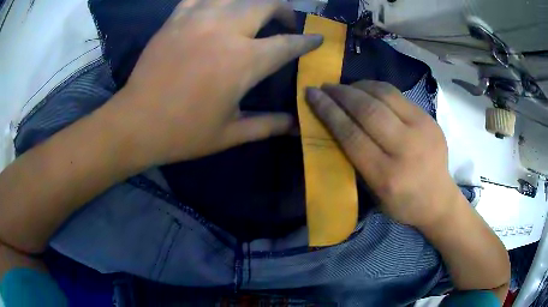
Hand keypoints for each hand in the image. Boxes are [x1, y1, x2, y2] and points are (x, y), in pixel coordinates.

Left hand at [114, 0, 322, 164]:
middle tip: (285, 21)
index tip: (317, 39)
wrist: (136, 123)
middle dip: (284, 9)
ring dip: (254, 0)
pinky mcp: (175, 19)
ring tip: (257, 10)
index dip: (307, 41)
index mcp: (244, 62)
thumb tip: (296, 126)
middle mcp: (225, 31)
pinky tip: (220, 6)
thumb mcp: (230, 133)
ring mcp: (198, 20)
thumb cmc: (183, 133)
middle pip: (266, 3)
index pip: (288, 44)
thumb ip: (268, 125)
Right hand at [305, 81, 460, 228]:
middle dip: (342, 94)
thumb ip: (353, 159)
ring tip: (345, 87)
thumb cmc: (401, 203)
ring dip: (359, 86)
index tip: (312, 95)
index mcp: (387, 175)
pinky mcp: (430, 119)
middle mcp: (406, 149)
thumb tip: (333, 123)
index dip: (329, 112)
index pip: (352, 135)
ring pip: (385, 95)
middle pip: (368, 110)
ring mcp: (422, 129)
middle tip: (326, 87)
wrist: (439, 199)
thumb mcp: (372, 193)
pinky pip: (398, 95)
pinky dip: (377, 89)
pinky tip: (366, 90)